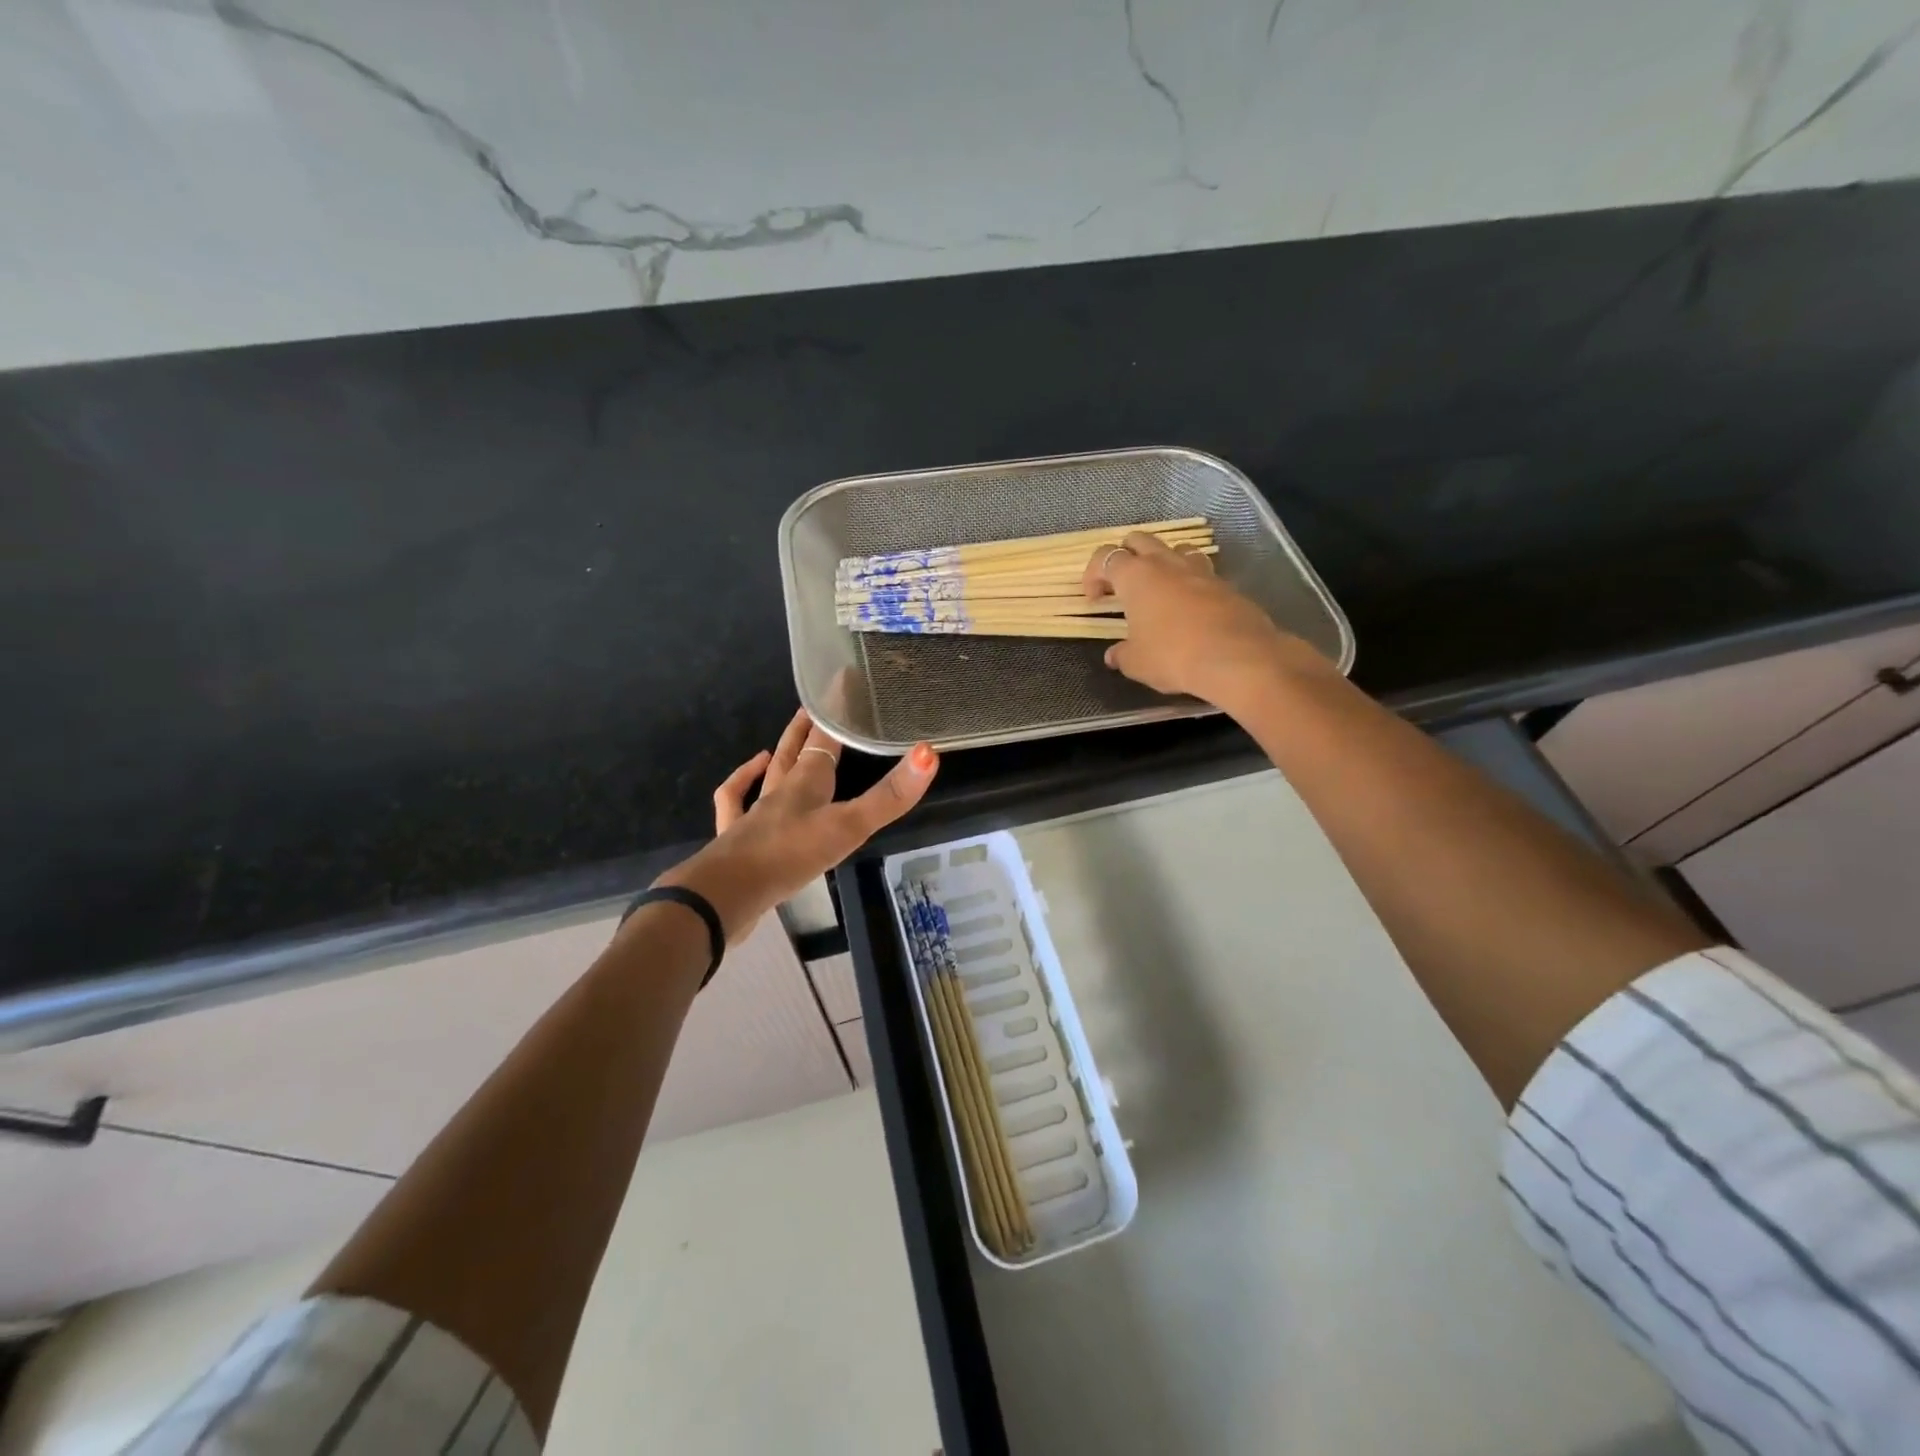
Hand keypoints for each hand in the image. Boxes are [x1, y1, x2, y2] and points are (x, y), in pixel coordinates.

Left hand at [656, 709, 938, 943]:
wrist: (727, 894)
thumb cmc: (791, 855)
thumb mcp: (848, 827)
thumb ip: (889, 796)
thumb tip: (929, 753)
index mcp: (806, 783)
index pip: (825, 738)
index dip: (836, 714)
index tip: (844, 684)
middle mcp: (779, 791)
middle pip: (793, 752)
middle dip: (805, 729)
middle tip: (812, 708)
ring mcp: (753, 815)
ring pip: (766, 778)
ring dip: (774, 759)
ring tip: (775, 748)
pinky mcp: (736, 840)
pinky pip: (733, 806)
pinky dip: (740, 788)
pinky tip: (746, 787)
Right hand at [1083, 531, 1332, 706]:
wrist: (1238, 658)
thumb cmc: (1174, 656)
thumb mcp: (1137, 663)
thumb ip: (1122, 654)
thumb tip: (1114, 655)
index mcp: (1136, 576)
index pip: (1105, 557)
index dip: (1093, 574)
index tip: (1094, 599)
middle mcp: (1166, 563)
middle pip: (1139, 540)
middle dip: (1126, 556)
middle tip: (1122, 584)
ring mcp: (1199, 570)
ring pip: (1174, 549)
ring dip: (1161, 562)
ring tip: (1159, 590)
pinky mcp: (1225, 584)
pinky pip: (1200, 572)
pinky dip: (1189, 582)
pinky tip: (1190, 608)